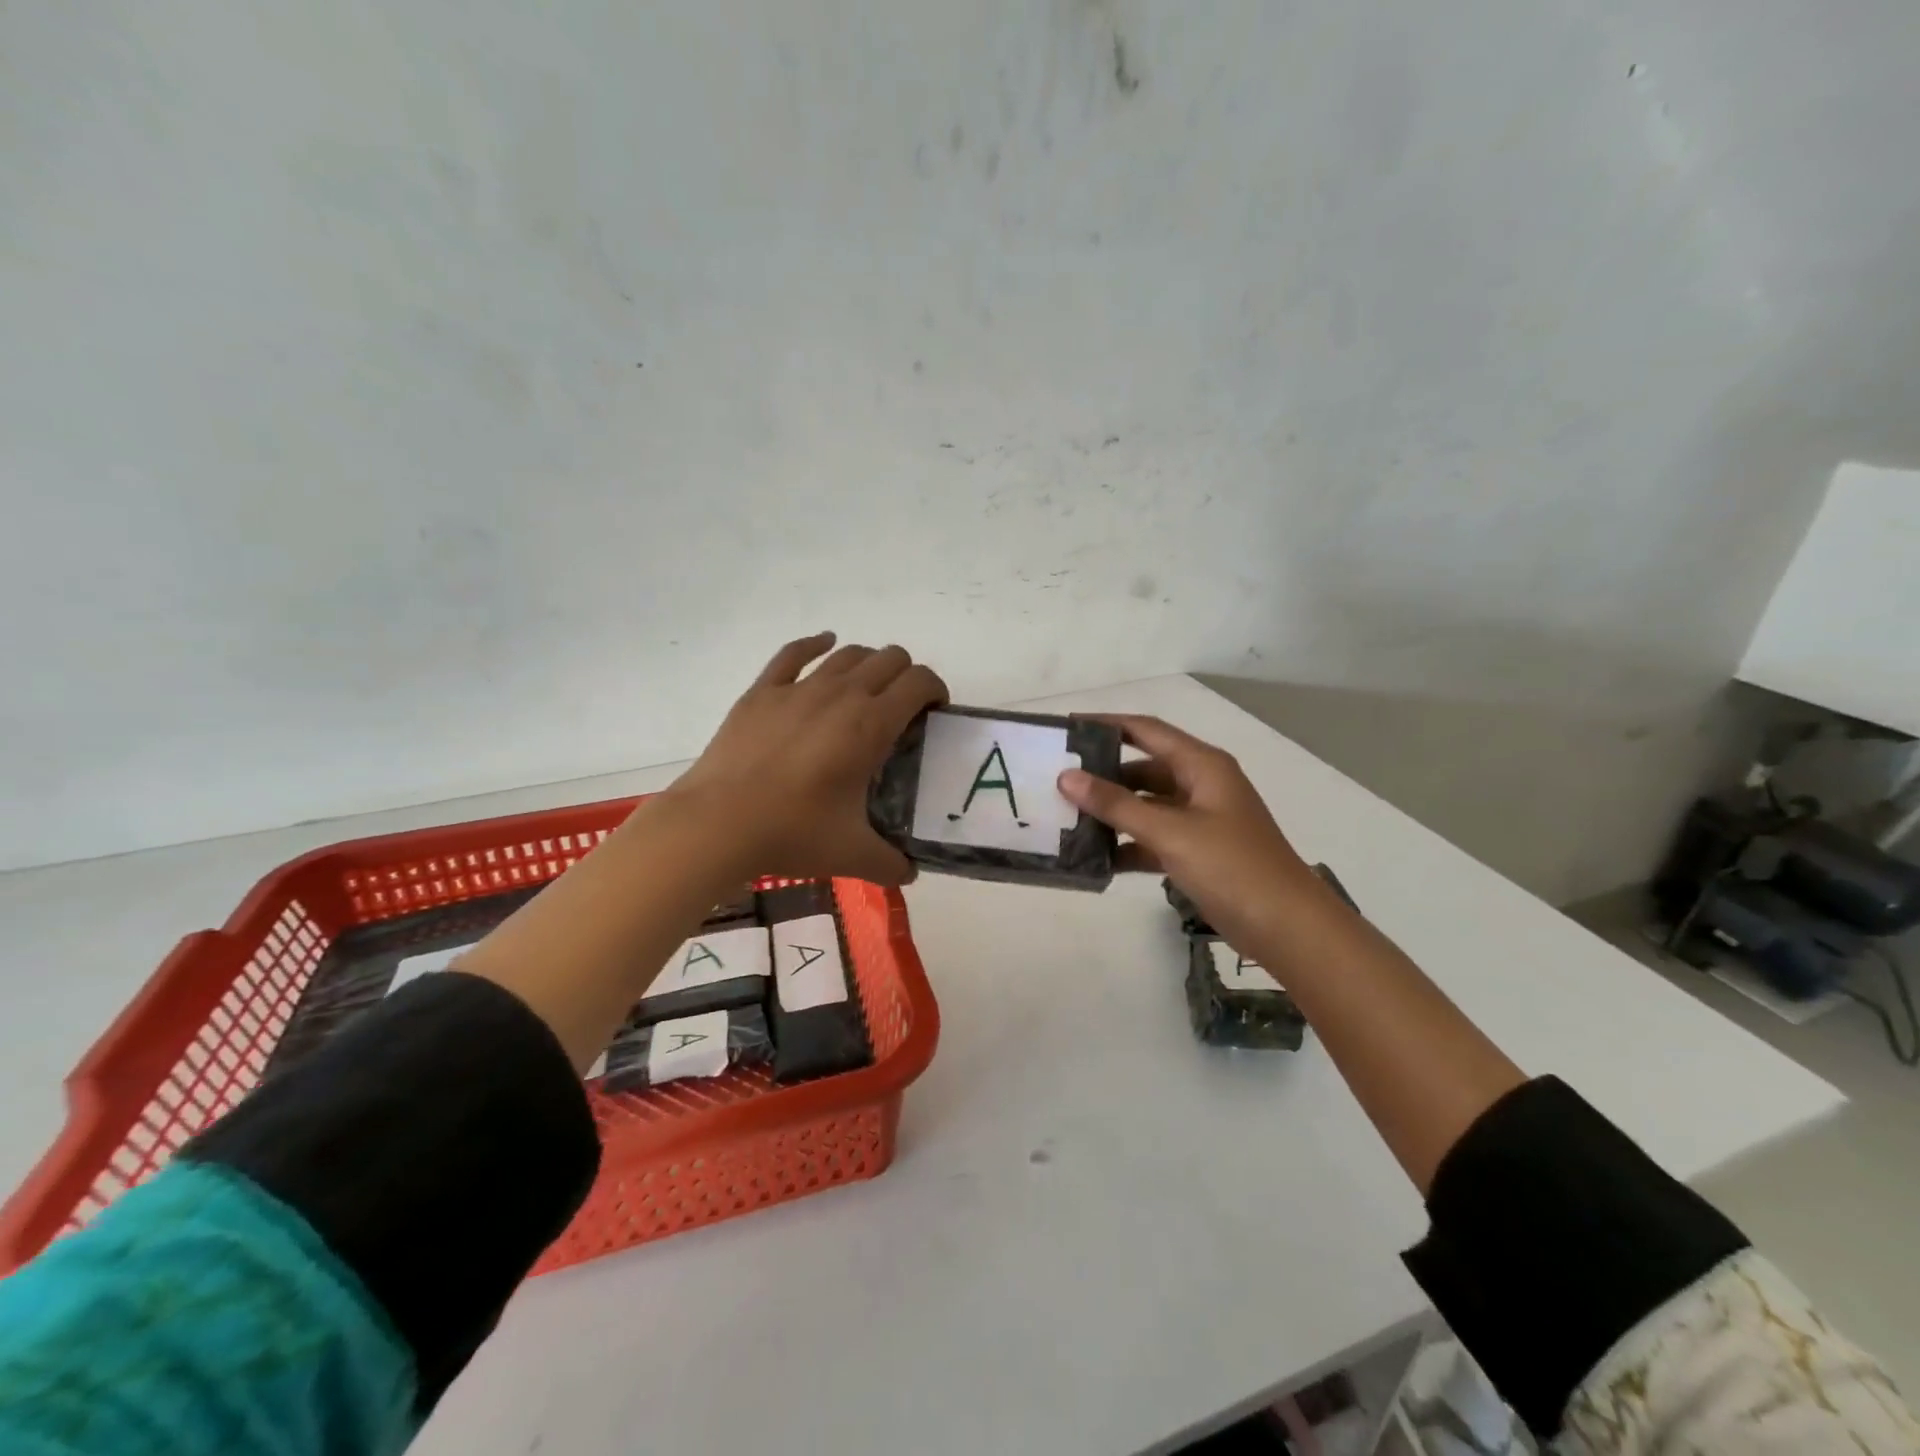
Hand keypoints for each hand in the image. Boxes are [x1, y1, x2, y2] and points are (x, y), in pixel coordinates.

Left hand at [665, 632, 947, 885]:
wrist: (718, 823)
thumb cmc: (792, 833)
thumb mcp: (852, 854)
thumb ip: (891, 863)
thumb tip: (910, 872)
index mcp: (871, 724)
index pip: (919, 682)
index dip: (935, 690)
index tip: (934, 713)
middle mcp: (841, 694)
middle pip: (890, 658)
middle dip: (906, 676)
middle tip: (902, 709)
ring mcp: (798, 688)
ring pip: (848, 653)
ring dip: (868, 663)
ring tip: (868, 688)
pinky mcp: (762, 692)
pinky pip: (794, 653)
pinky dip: (815, 643)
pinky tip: (824, 643)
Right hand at [1057, 714, 1321, 945]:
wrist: (1287, 928)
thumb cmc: (1232, 867)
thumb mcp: (1170, 832)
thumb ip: (1117, 804)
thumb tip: (1067, 777)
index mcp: (1202, 766)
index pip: (1146, 730)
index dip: (1107, 724)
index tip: (1067, 727)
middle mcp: (1201, 785)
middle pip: (1143, 768)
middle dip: (1103, 774)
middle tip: (1058, 780)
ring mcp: (1200, 821)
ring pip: (1146, 805)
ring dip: (1113, 812)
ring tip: (1067, 818)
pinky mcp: (1197, 853)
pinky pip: (1153, 839)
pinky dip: (1128, 845)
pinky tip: (1097, 859)